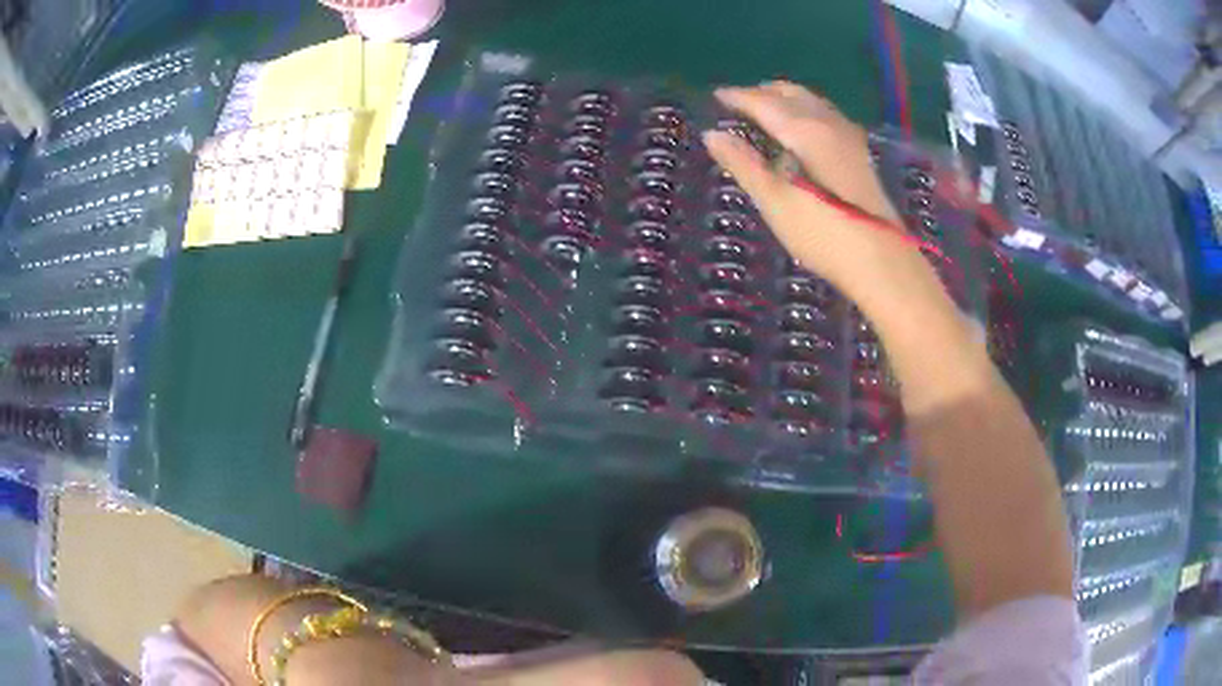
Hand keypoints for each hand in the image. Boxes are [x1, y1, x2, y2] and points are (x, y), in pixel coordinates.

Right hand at [702, 82, 909, 297]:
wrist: (882, 261)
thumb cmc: (822, 233)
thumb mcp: (773, 200)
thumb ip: (742, 163)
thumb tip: (711, 134)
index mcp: (803, 129)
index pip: (763, 102)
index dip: (738, 97)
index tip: (716, 95)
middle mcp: (827, 123)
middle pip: (791, 94)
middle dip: (763, 92)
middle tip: (739, 101)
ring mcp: (848, 137)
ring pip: (812, 102)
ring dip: (786, 98)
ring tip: (767, 109)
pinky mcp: (860, 154)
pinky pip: (827, 115)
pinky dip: (806, 111)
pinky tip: (805, 129)